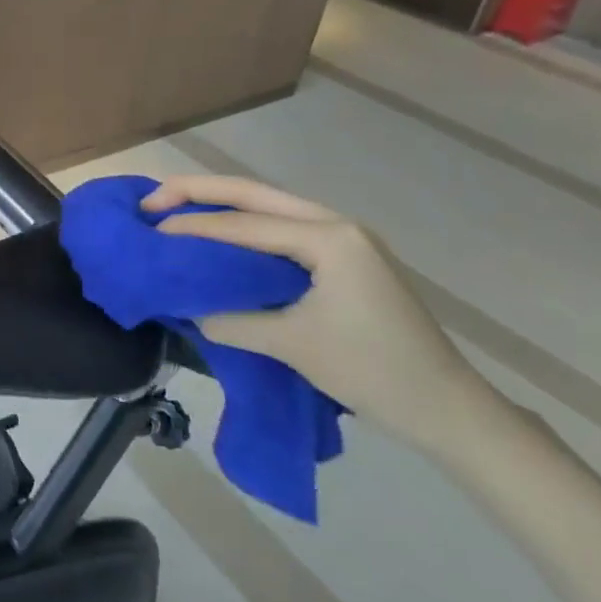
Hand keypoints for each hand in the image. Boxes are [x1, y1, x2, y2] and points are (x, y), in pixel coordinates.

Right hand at [144, 175, 498, 450]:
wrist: (450, 410)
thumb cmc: (374, 373)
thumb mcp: (293, 346)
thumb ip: (232, 319)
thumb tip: (187, 306)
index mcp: (329, 238)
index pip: (246, 224)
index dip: (194, 226)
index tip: (149, 230)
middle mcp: (336, 223)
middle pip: (255, 193)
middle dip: (200, 192)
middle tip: (153, 200)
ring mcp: (344, 238)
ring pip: (269, 206)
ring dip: (221, 205)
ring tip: (176, 208)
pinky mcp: (345, 257)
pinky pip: (282, 228)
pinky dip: (245, 227)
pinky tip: (220, 234)